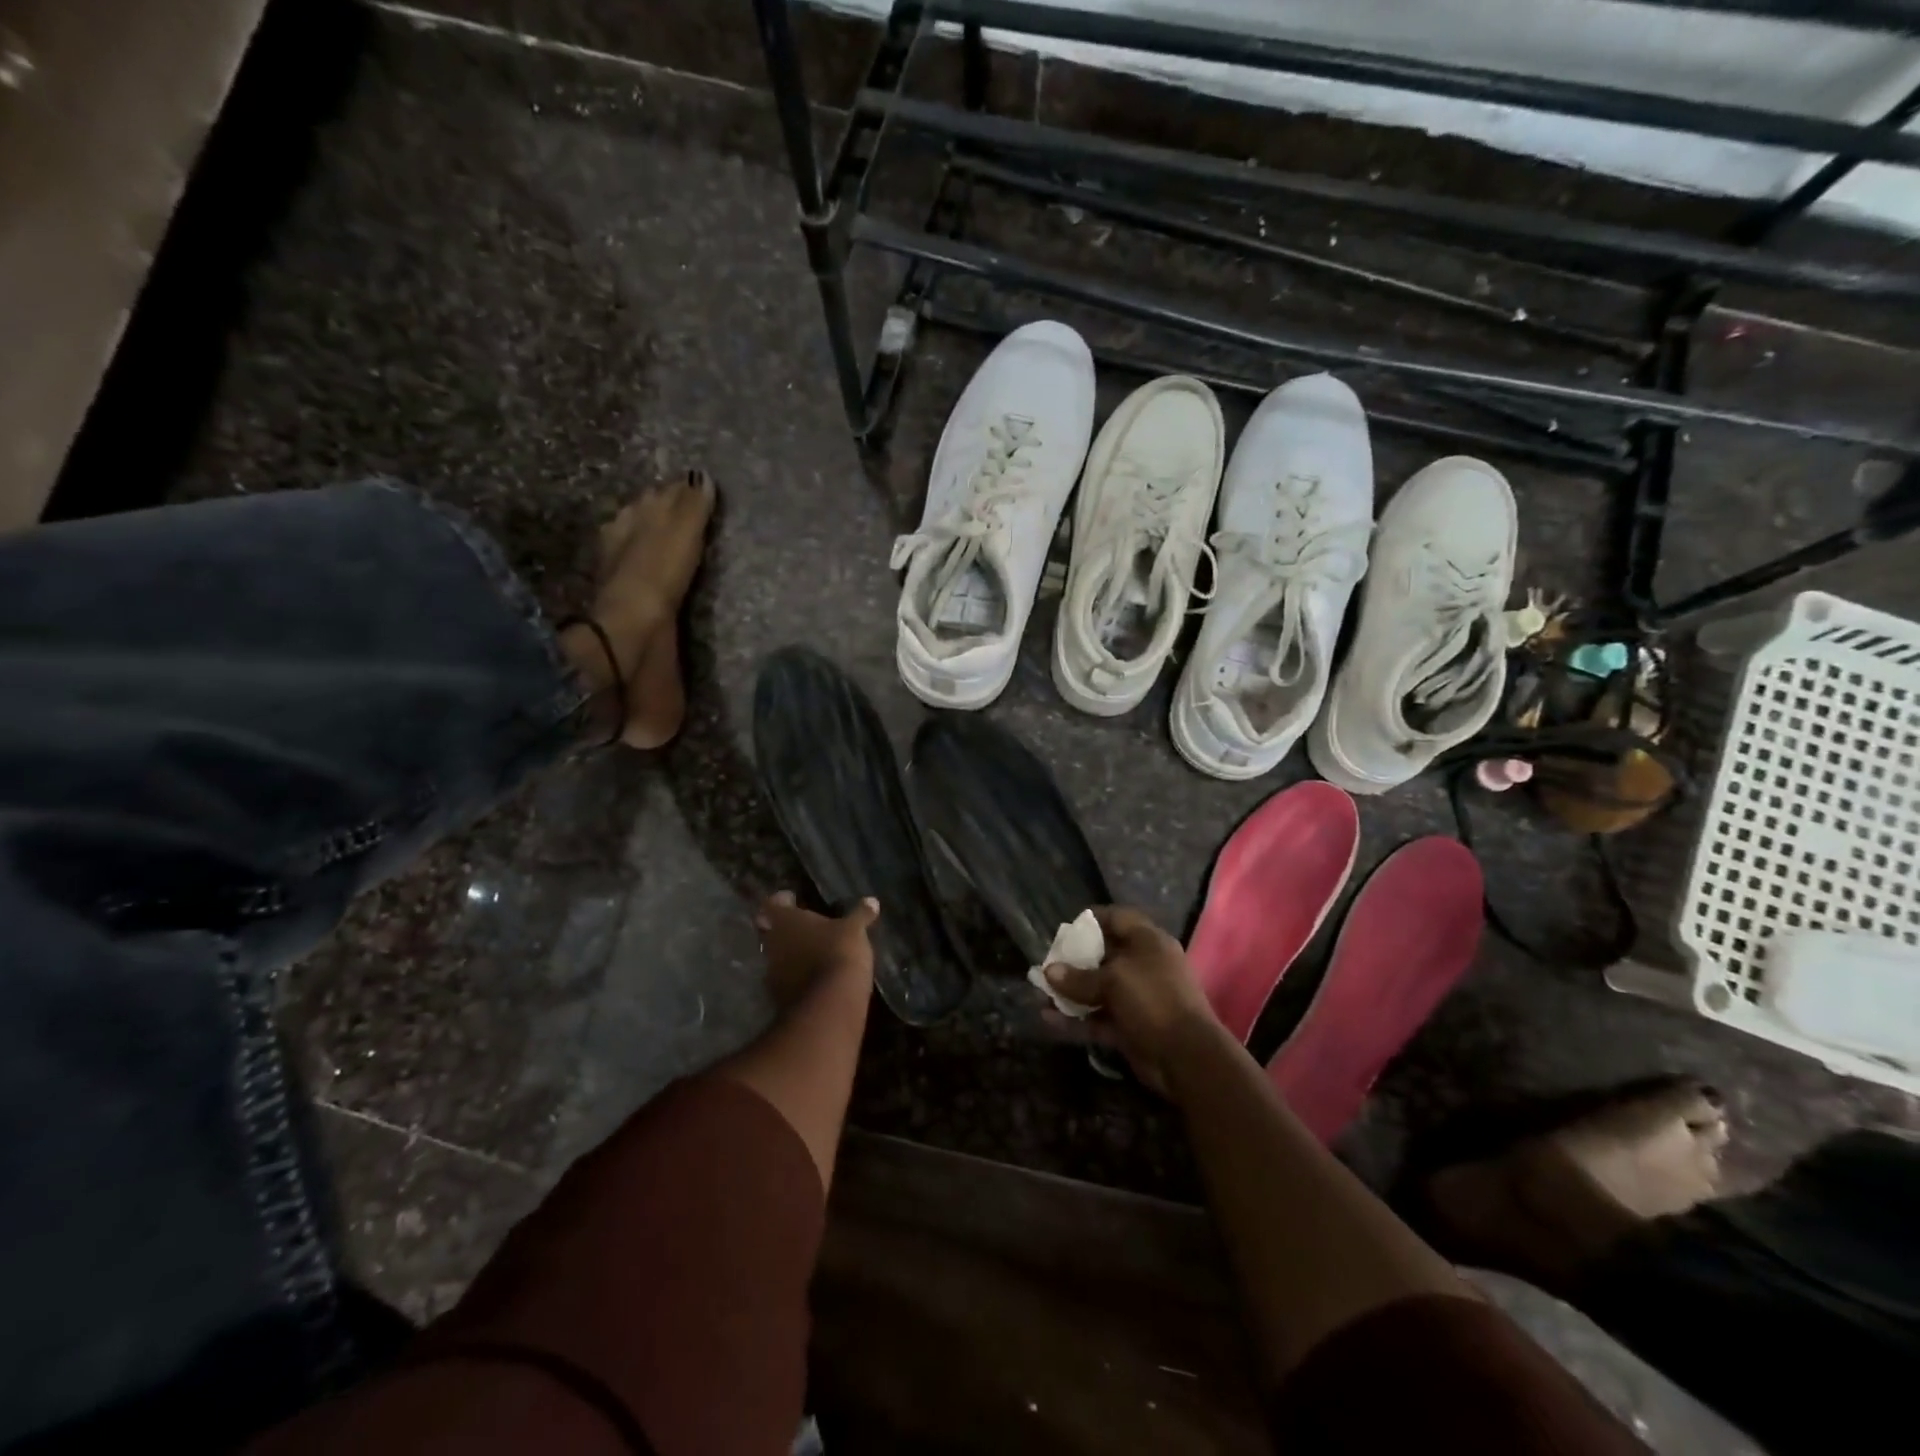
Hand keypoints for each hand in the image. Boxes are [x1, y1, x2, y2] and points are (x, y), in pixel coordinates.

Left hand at [755, 891, 877, 1011]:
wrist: (829, 1005)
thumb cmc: (838, 953)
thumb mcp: (855, 930)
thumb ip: (860, 914)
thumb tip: (872, 900)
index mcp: (785, 921)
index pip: (772, 904)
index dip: (782, 901)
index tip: (793, 899)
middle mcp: (772, 944)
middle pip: (770, 931)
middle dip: (784, 928)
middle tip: (803, 927)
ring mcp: (773, 973)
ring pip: (776, 956)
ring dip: (790, 954)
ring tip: (810, 953)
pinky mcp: (779, 997)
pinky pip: (785, 980)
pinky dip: (796, 976)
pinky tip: (813, 977)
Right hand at [1042, 906, 1225, 1096]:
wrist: (1186, 1056)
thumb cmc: (1152, 1000)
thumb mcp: (1113, 981)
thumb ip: (1078, 977)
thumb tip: (1048, 971)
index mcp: (1147, 942)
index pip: (1117, 918)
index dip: (1091, 921)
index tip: (1065, 930)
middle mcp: (1144, 965)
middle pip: (1104, 955)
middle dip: (1074, 961)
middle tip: (1049, 965)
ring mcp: (1138, 997)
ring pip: (1099, 989)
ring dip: (1071, 993)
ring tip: (1041, 995)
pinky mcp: (1131, 1025)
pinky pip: (1099, 1017)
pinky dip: (1077, 1019)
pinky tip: (1049, 1020)